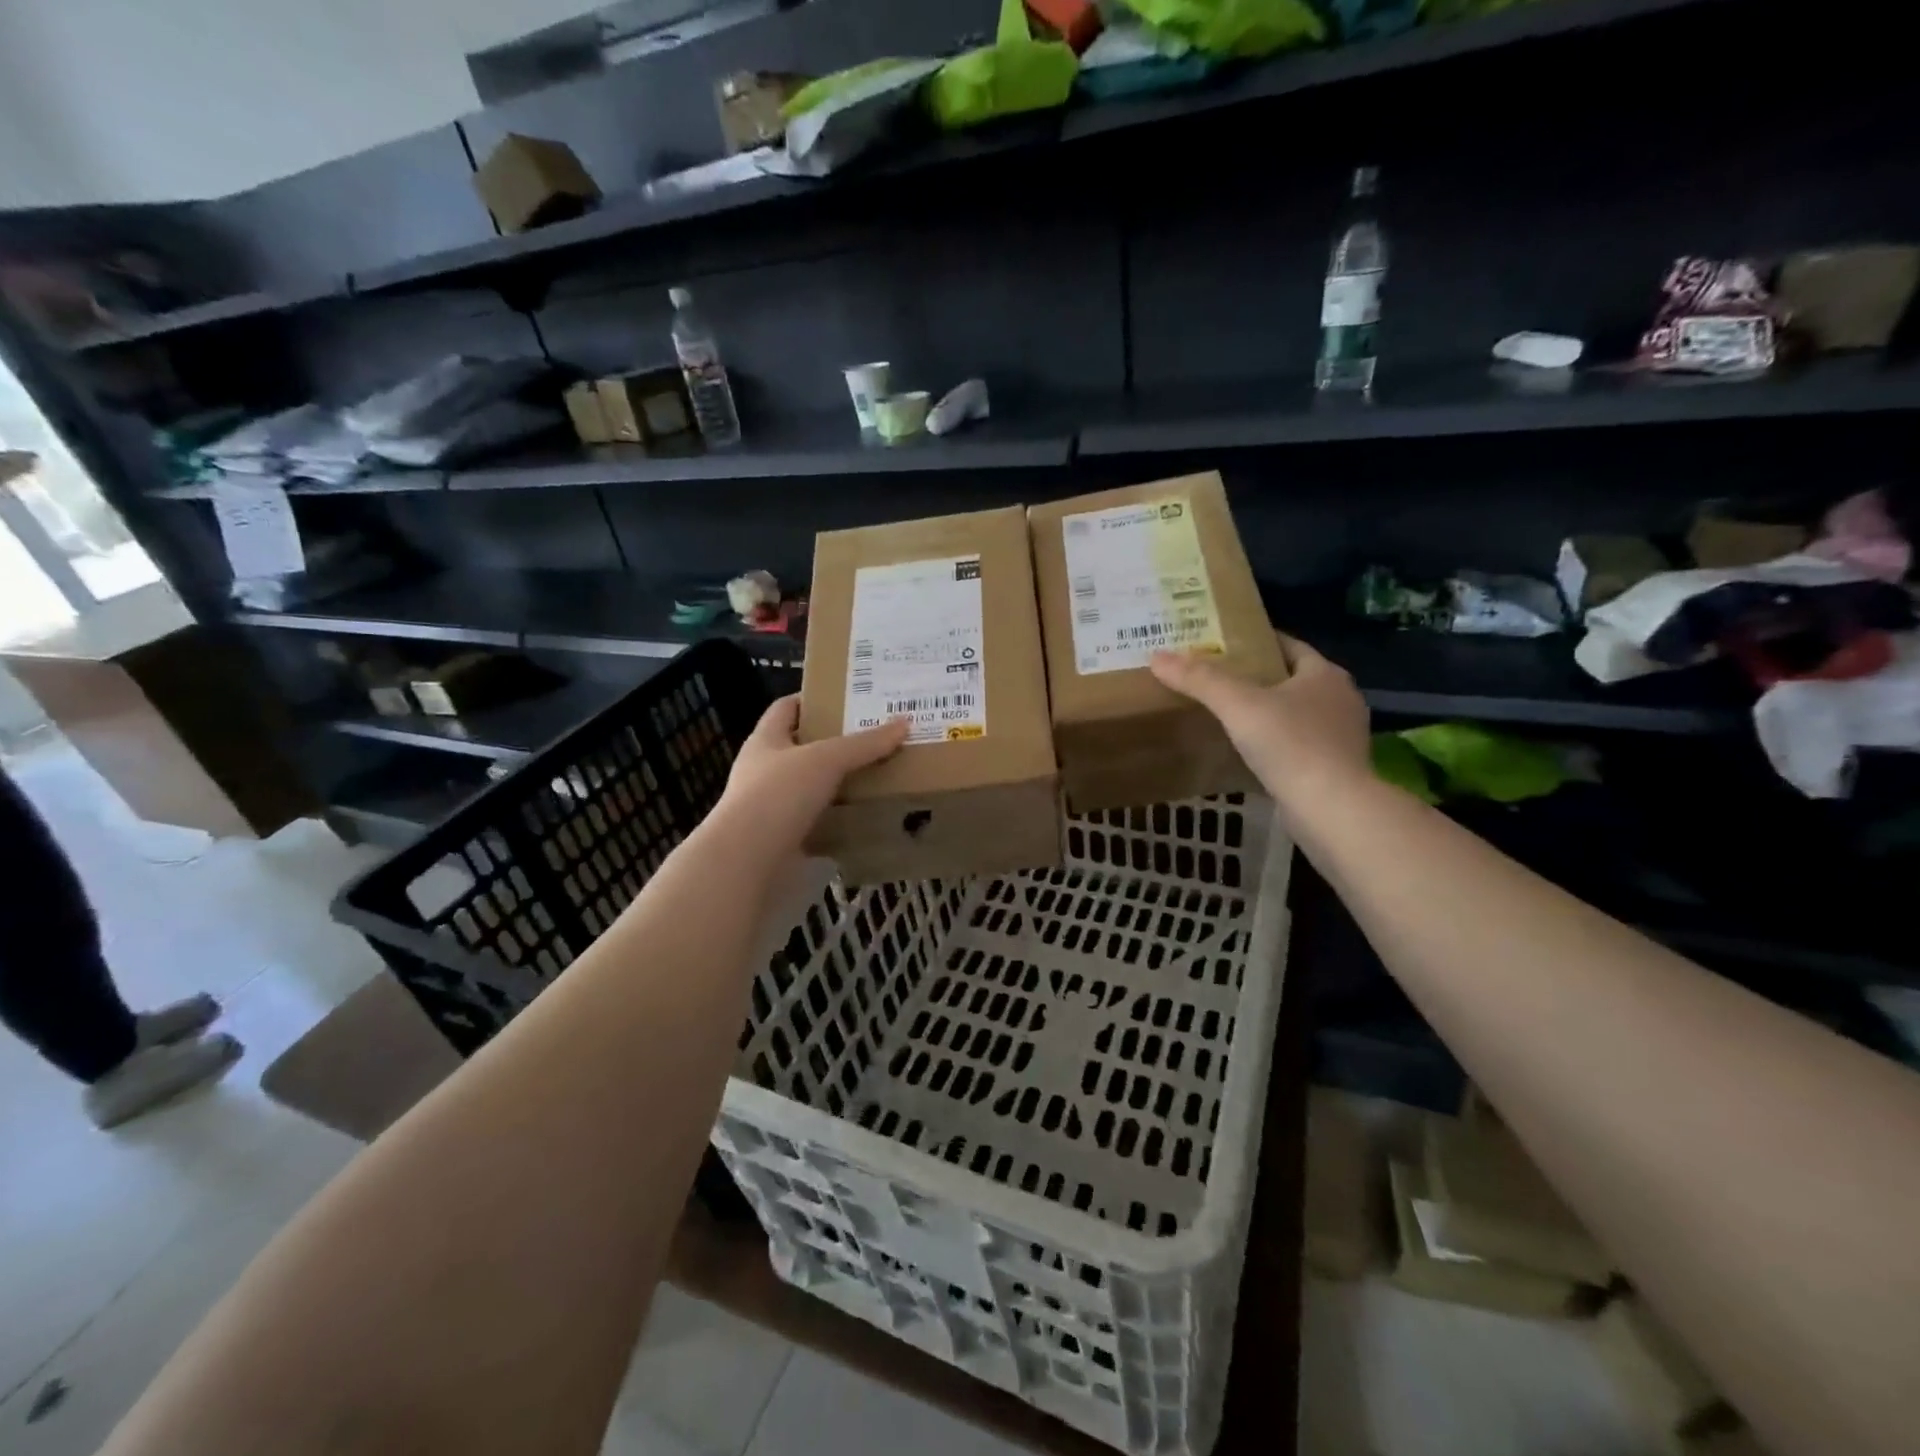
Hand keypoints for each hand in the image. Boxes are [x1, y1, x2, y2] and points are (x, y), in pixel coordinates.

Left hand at [712, 696, 909, 855]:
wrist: (747, 861)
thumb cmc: (779, 795)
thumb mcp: (826, 760)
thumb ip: (864, 744)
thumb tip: (904, 723)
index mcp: (766, 740)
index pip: (787, 707)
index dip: (814, 699)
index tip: (849, 698)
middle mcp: (765, 769)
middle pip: (804, 747)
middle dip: (837, 742)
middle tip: (877, 737)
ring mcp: (773, 806)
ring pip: (813, 786)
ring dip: (841, 782)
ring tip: (880, 774)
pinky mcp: (784, 837)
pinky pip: (818, 820)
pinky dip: (839, 818)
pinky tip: (866, 815)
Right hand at [1150, 633, 1370, 816]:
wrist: (1331, 808)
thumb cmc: (1290, 745)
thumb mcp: (1237, 705)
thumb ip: (1199, 679)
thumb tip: (1158, 657)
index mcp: (1324, 674)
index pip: (1289, 646)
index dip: (1257, 642)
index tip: (1225, 645)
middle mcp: (1340, 699)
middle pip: (1292, 679)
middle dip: (1259, 678)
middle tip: (1218, 680)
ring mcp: (1342, 736)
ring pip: (1297, 713)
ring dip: (1269, 713)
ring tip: (1229, 716)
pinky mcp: (1336, 768)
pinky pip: (1299, 744)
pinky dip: (1276, 743)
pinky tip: (1250, 752)